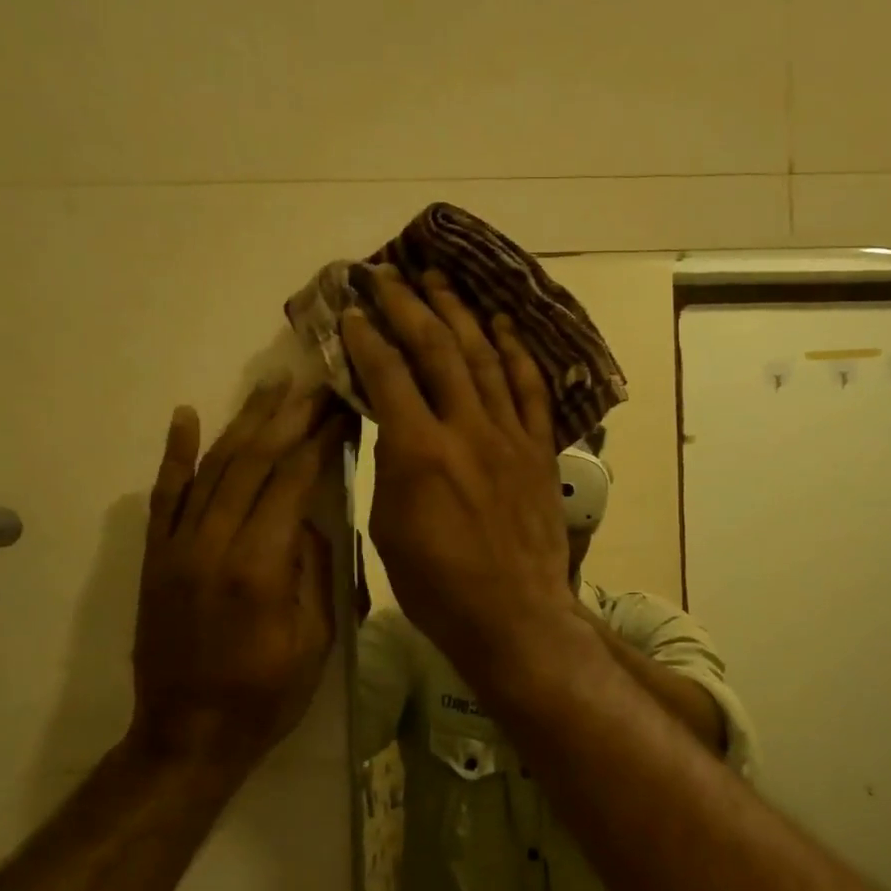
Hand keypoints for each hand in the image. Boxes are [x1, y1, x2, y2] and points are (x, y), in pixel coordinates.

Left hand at [129, 382, 345, 779]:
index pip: (292, 481)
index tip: (341, 408)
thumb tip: (304, 518)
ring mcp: (176, 548)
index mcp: (260, 567)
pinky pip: (164, 496)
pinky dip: (175, 453)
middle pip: (253, 462)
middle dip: (289, 418)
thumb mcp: (315, 638)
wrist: (187, 736)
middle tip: (315, 383)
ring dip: (243, 422)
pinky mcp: (155, 557)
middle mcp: (213, 545)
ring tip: (270, 385)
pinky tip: (186, 416)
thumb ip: (312, 568)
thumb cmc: (267, 695)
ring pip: (212, 468)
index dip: (319, 440)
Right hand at [340, 266, 581, 690]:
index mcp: (418, 451)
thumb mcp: (390, 527)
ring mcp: (509, 435)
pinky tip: (502, 325)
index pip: (387, 374)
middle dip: (409, 304)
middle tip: (389, 274)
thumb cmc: (438, 586)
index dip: (366, 336)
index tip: (352, 310)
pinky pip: (529, 389)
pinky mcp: (539, 449)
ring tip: (441, 281)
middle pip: (437, 348)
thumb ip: (391, 466)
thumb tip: (394, 426)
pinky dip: (516, 352)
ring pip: (485, 357)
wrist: (514, 615)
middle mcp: (466, 429)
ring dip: (460, 313)